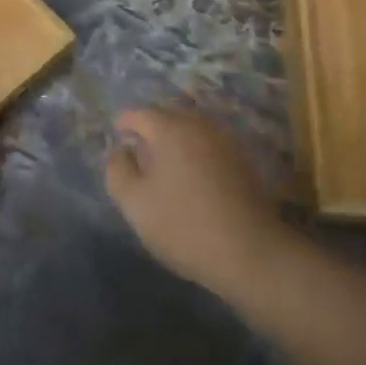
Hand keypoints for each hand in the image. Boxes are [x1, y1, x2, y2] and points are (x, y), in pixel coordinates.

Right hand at [104, 106, 286, 292]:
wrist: (248, 251)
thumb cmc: (182, 224)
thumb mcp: (134, 202)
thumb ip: (118, 170)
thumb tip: (121, 151)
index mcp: (171, 129)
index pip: (141, 114)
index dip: (125, 121)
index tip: (116, 132)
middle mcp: (200, 126)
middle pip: (169, 115)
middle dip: (151, 125)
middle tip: (137, 144)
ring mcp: (225, 141)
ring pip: (192, 128)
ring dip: (175, 137)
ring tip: (163, 158)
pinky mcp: (242, 161)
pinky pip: (209, 144)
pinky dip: (195, 150)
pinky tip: (190, 172)